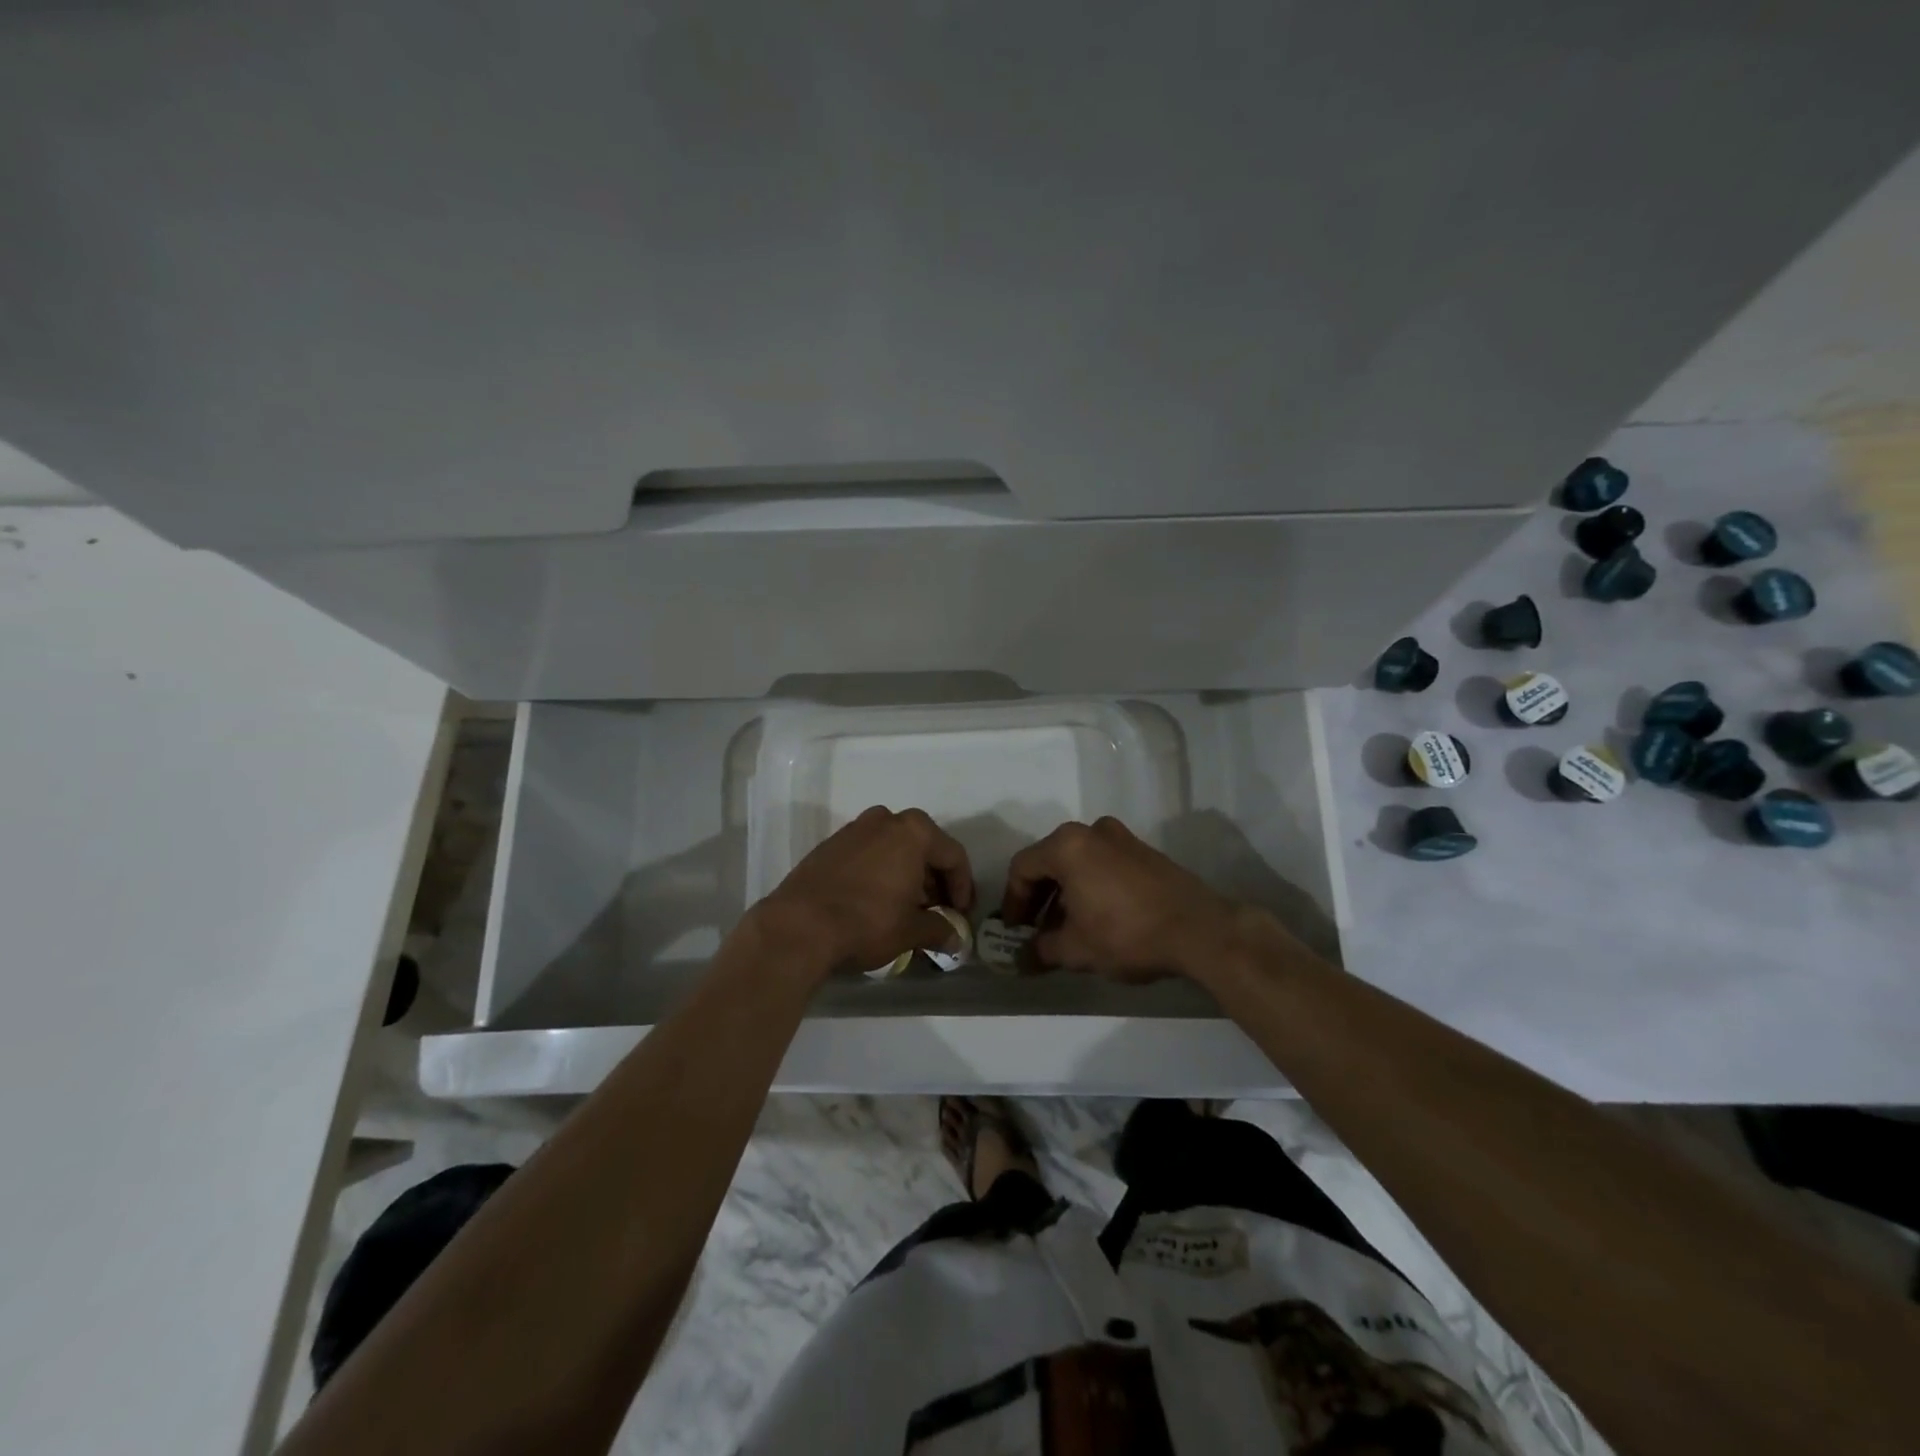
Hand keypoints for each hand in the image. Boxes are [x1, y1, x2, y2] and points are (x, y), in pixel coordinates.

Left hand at [755, 806, 973, 977]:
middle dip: (934, 880)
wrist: (798, 926)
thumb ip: (940, 929)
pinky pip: (868, 854)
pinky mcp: (829, 845)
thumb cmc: (867, 922)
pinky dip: (880, 873)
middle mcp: (885, 820)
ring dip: (907, 875)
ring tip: (907, 909)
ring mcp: (854, 829)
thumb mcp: (911, 931)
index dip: (963, 887)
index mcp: (913, 832)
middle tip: (937, 911)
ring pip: (894, 849)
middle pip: (923, 847)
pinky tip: (876, 902)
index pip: (953, 855)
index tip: (961, 914)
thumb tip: (956, 939)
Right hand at [1000, 817, 1240, 980]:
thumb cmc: (1127, 934)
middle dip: (1039, 897)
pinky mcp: (1145, 851)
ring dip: (1065, 893)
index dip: (1013, 901)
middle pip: (1050, 860)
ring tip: (1066, 929)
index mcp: (1067, 846)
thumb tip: (1021, 959)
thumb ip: (1041, 950)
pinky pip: (1103, 863)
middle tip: (1035, 930)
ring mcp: (1122, 838)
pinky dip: (1091, 885)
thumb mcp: (1076, 949)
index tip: (1014, 930)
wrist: (1200, 930)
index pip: (1023, 868)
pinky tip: (1097, 917)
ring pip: (1078, 862)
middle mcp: (1091, 831)